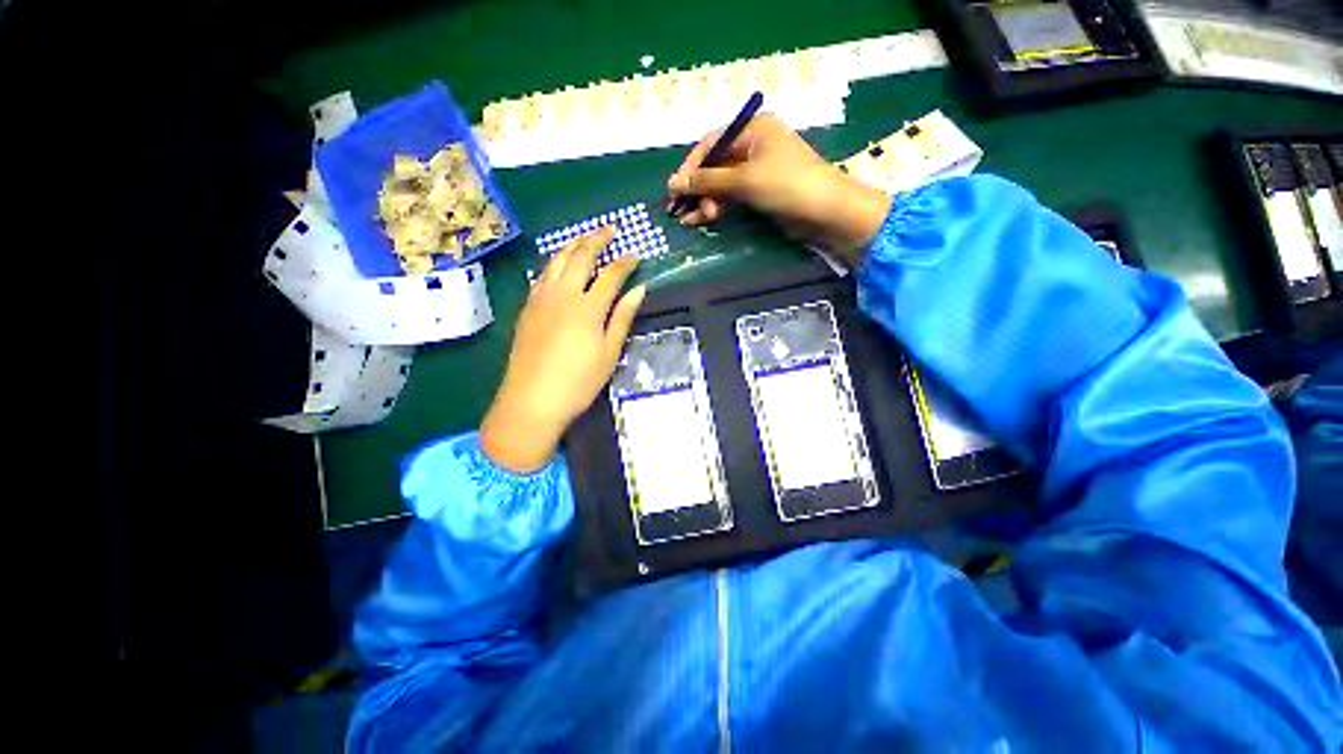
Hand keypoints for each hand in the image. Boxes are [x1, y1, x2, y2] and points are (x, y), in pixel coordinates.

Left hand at [481, 227, 646, 472]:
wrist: (532, 400)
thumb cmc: (579, 381)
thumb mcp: (609, 352)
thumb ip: (622, 317)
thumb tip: (639, 290)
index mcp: (588, 307)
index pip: (611, 275)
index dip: (626, 263)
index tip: (636, 256)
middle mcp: (563, 294)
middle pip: (580, 256)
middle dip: (597, 240)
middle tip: (610, 231)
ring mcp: (541, 299)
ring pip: (556, 260)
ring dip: (573, 245)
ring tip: (585, 238)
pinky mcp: (527, 308)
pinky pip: (542, 275)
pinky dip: (554, 263)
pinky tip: (559, 265)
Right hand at [667, 113, 891, 266]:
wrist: (825, 212)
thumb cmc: (786, 184)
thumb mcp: (744, 179)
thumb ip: (707, 181)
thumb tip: (673, 183)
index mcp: (753, 129)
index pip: (712, 143)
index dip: (690, 166)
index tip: (674, 188)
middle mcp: (754, 146)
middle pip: (716, 165)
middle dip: (698, 189)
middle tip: (680, 209)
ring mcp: (758, 171)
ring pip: (723, 185)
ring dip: (706, 202)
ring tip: (691, 220)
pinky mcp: (761, 193)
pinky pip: (732, 197)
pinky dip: (718, 208)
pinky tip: (703, 220)